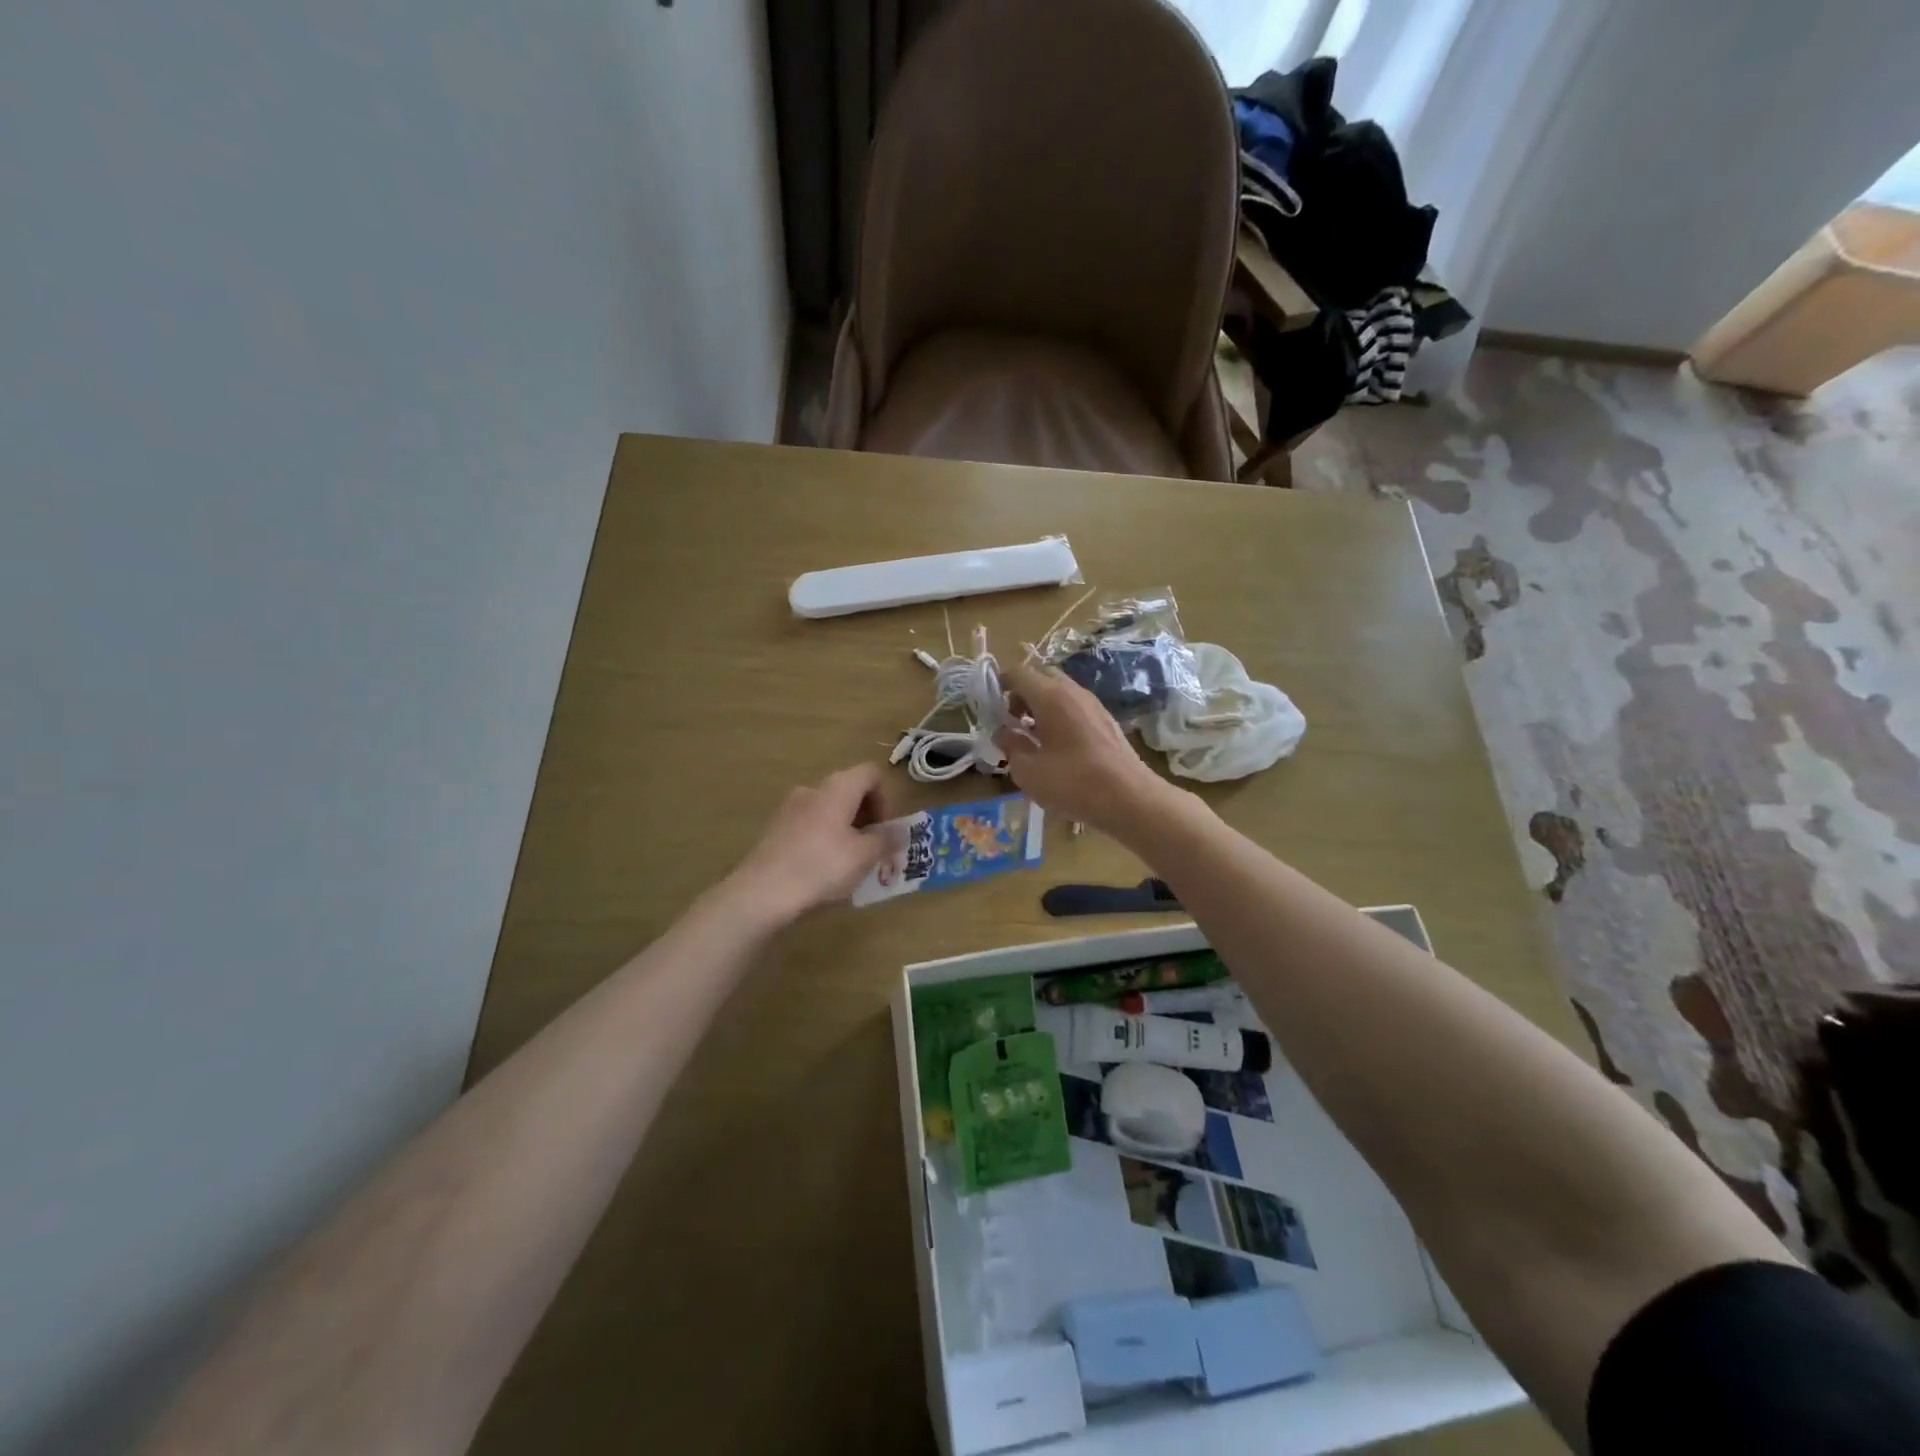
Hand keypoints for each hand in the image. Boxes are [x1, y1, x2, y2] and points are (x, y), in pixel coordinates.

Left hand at [728, 763, 893, 922]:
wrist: (761, 893)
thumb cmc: (822, 867)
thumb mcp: (864, 856)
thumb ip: (886, 840)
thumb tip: (899, 831)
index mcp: (838, 787)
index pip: (871, 774)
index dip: (887, 798)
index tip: (886, 829)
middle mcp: (813, 789)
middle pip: (850, 791)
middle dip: (867, 817)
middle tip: (874, 849)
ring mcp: (790, 808)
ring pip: (829, 810)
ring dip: (846, 830)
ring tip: (851, 864)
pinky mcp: (775, 829)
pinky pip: (810, 826)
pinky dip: (824, 840)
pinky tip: (823, 870)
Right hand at [995, 665, 1171, 832]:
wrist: (1130, 798)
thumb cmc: (1073, 783)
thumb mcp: (1028, 770)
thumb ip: (1010, 746)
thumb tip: (1003, 733)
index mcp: (1051, 696)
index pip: (1018, 673)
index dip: (1000, 685)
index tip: (990, 707)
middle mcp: (1073, 692)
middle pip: (1041, 677)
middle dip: (1022, 693)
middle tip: (1011, 720)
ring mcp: (1094, 705)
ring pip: (1060, 691)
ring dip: (1041, 706)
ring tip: (1032, 737)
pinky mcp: (1106, 721)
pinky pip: (1075, 706)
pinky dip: (1060, 716)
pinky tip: (1057, 747)